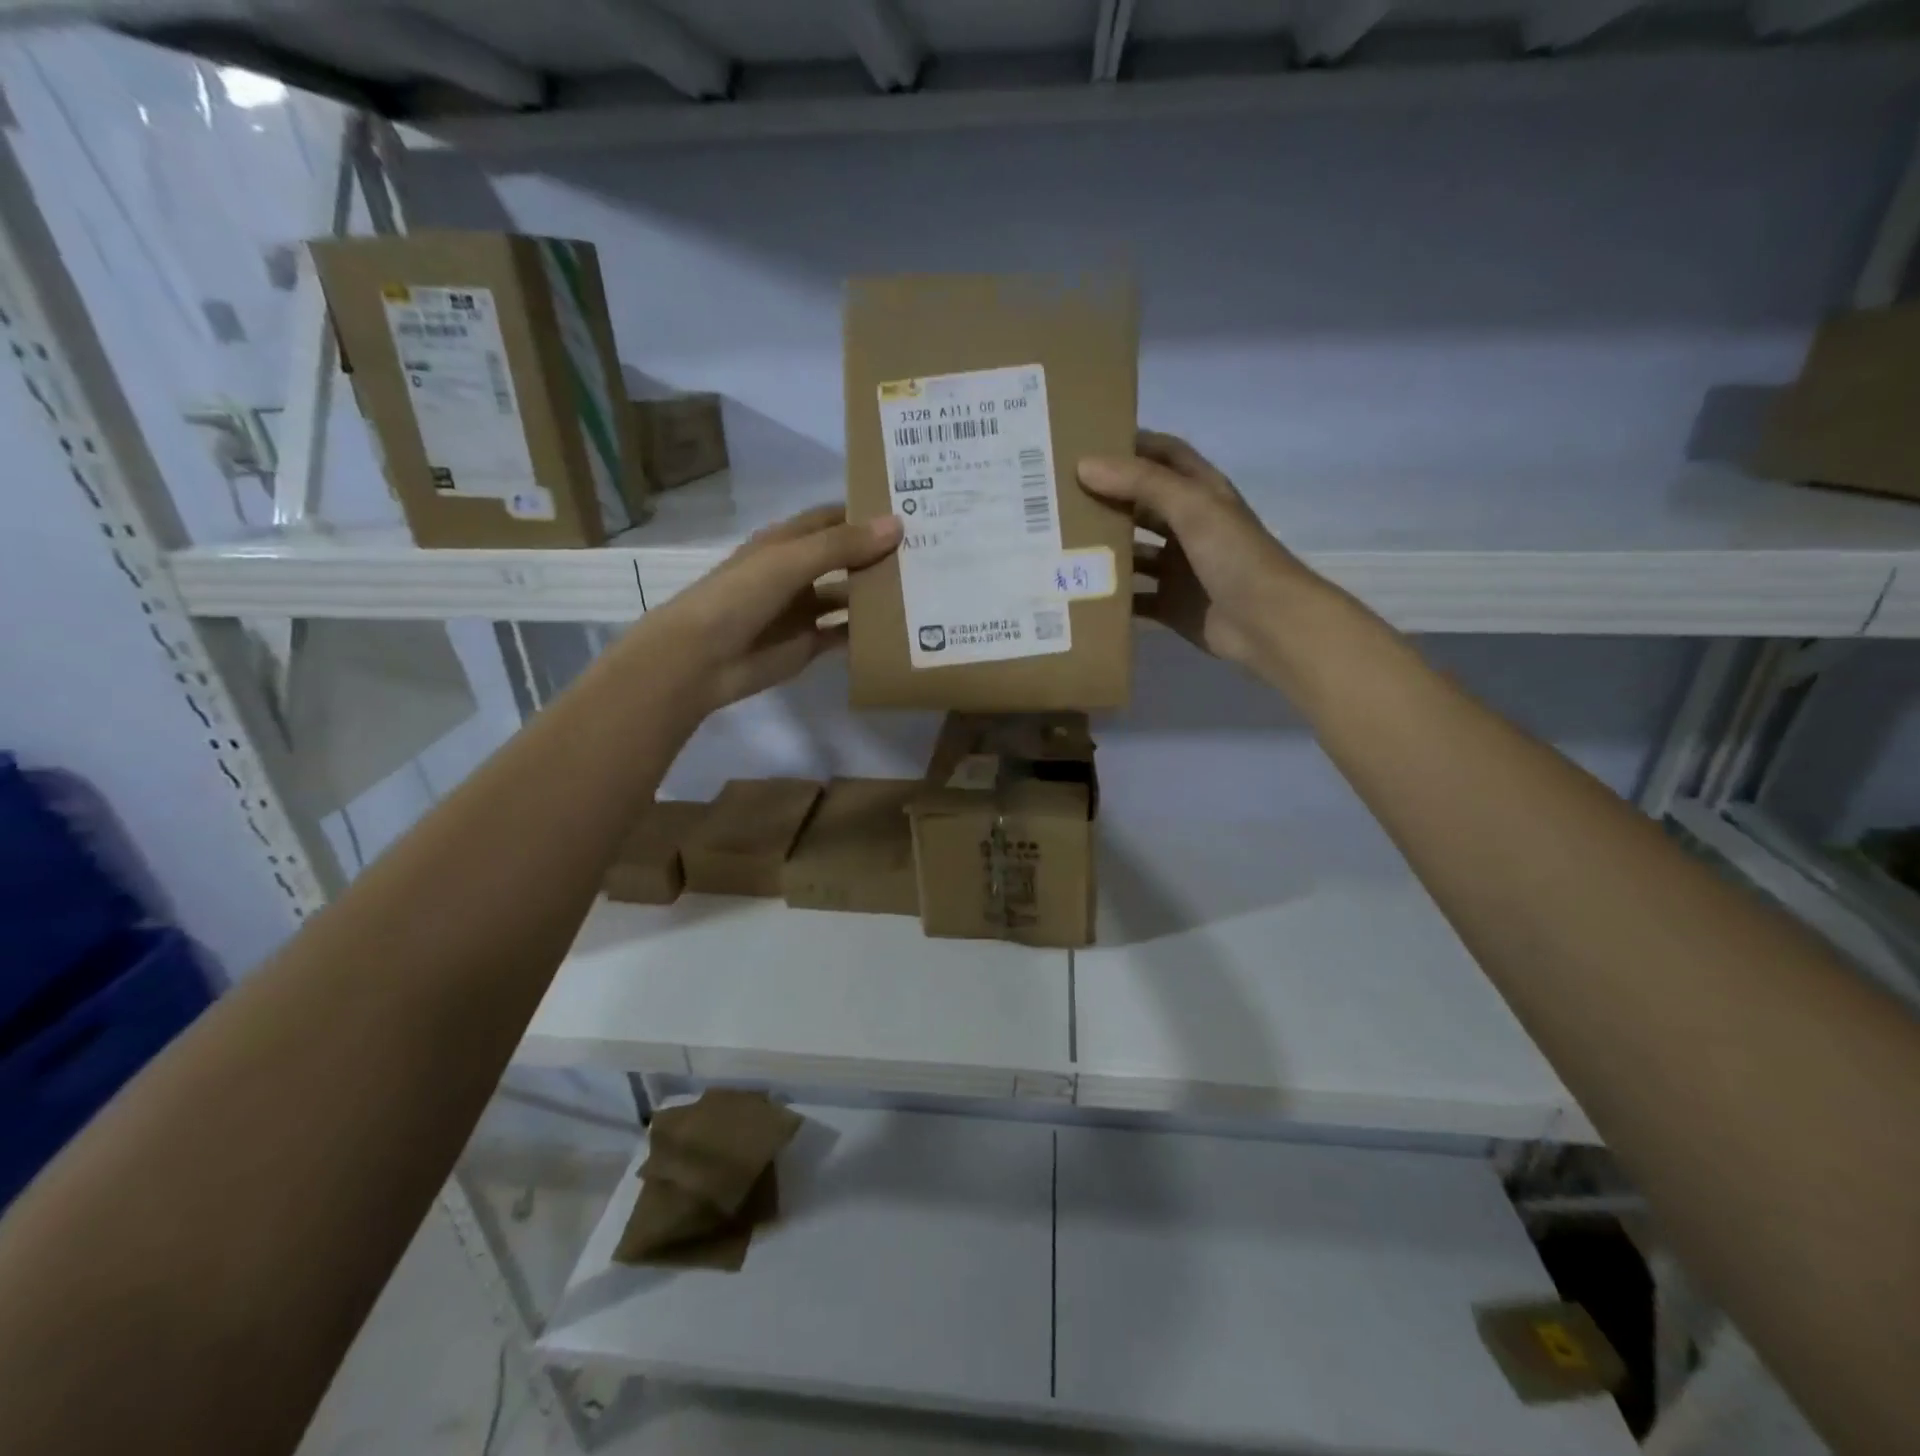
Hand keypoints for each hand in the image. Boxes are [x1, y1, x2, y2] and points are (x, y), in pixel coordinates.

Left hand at [638, 504, 901, 715]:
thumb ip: (843, 545)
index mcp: (787, 542)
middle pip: (846, 558)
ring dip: (877, 595)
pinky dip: (867, 633)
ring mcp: (804, 610)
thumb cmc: (740, 596)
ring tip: (925, 591)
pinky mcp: (809, 644)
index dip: (867, 514)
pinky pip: (844, 635)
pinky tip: (900, 630)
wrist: (700, 658)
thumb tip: (898, 525)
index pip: (834, 519)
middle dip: (880, 556)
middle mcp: (798, 572)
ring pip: (849, 597)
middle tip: (931, 553)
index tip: (912, 511)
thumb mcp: (791, 561)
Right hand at [1078, 431, 1317, 674]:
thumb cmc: (1235, 556)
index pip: (1164, 456)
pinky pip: (1133, 598)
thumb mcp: (1191, 507)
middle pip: (1141, 505)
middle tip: (1057, 496)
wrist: (1267, 623)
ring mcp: (1179, 569)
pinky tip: (1077, 593)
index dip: (1131, 445)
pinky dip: (1110, 597)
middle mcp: (1189, 527)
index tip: (1087, 443)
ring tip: (1056, 545)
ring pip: (1133, 553)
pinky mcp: (1170, 605)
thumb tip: (1084, 465)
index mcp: (1201, 494)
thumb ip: (1141, 483)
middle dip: (1105, 499)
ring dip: (1103, 550)